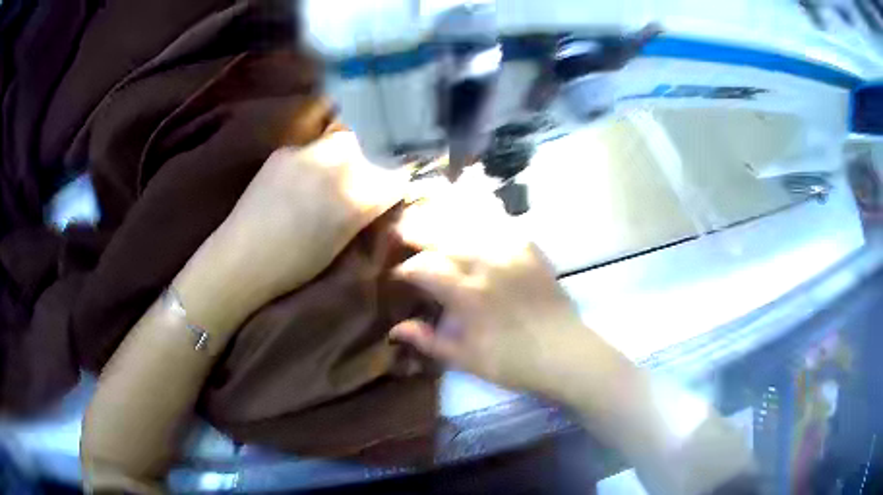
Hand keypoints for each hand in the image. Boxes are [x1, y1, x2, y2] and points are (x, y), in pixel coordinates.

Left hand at [175, 131, 406, 332]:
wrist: (242, 259)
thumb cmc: (296, 265)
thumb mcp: (342, 242)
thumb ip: (364, 211)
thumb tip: (379, 193)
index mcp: (359, 195)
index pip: (397, 175)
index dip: (395, 183)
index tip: (391, 190)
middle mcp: (338, 164)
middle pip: (370, 147)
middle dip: (371, 161)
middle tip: (360, 181)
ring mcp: (309, 152)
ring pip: (340, 142)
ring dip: (342, 157)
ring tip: (327, 180)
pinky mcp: (284, 151)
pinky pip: (311, 148)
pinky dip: (313, 161)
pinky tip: (300, 181)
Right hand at [390, 188, 623, 395]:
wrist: (564, 352)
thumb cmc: (512, 361)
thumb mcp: (465, 359)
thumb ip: (429, 340)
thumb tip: (396, 329)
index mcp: (467, 293)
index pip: (424, 268)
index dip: (405, 269)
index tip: (397, 275)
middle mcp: (486, 263)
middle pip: (443, 235)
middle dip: (417, 229)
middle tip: (401, 228)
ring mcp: (510, 252)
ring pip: (470, 221)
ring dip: (446, 214)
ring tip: (429, 208)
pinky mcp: (530, 249)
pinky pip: (502, 222)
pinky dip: (483, 213)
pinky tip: (473, 209)